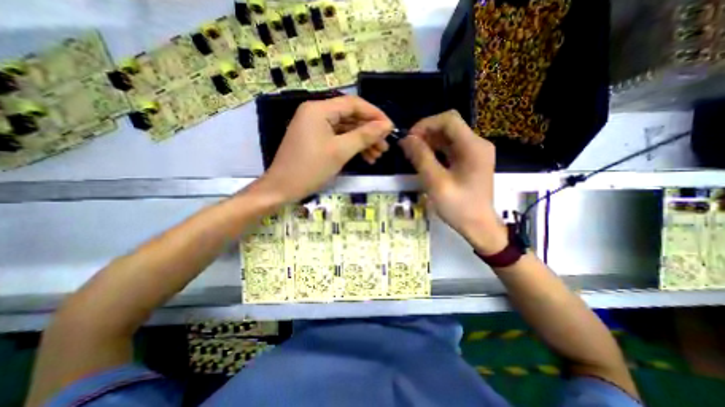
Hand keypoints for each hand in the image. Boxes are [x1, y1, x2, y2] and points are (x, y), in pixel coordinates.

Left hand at [252, 95, 389, 203]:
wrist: (282, 188)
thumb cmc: (310, 168)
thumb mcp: (340, 151)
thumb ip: (364, 136)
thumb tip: (386, 125)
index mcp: (319, 109)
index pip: (353, 104)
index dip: (375, 114)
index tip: (390, 128)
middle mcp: (316, 113)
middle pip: (350, 117)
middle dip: (369, 132)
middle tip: (385, 147)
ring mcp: (315, 127)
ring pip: (346, 129)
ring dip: (362, 141)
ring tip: (377, 155)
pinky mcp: (315, 140)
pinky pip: (338, 138)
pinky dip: (351, 147)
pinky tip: (364, 157)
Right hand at [398, 110, 505, 251]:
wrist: (479, 227)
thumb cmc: (459, 206)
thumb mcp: (436, 182)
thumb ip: (421, 158)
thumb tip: (406, 139)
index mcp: (473, 146)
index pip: (449, 120)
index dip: (426, 124)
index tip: (409, 138)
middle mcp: (477, 144)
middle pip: (448, 127)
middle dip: (426, 133)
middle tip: (408, 148)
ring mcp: (475, 153)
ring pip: (448, 137)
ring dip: (429, 142)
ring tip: (412, 153)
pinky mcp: (470, 161)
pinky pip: (450, 149)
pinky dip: (435, 150)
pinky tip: (424, 159)